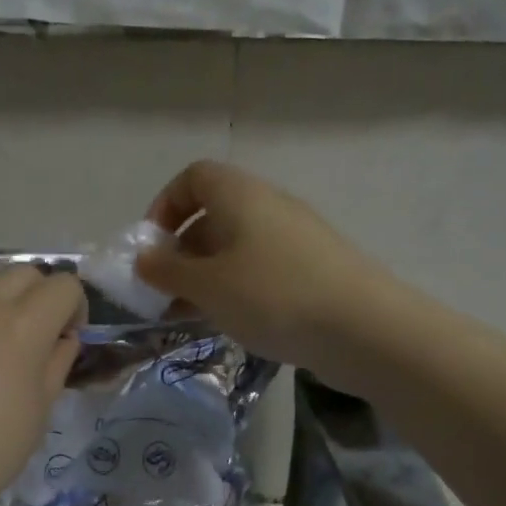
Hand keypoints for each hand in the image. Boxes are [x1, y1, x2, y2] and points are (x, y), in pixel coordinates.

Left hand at [0, 265, 83, 505]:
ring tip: (0, 360)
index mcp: (19, 326)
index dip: (76, 306)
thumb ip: (57, 362)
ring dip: (5, 312)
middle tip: (42, 337)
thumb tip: (63, 338)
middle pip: (23, 273)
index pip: (62, 285)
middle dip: (42, 296)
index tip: (70, 337)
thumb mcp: (40, 409)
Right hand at [135, 161, 392, 374]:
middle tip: (166, 292)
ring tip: (190, 315)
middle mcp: (269, 206)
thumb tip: (144, 257)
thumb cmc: (272, 296)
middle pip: (214, 214)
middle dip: (182, 251)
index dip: (165, 206)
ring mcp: (295, 238)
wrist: (362, 328)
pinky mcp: (313, 269)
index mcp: (240, 195)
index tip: (152, 248)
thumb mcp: (207, 285)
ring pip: (237, 247)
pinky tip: (231, 322)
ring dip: (207, 276)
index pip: (193, 177)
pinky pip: (262, 269)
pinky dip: (237, 289)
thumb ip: (167, 270)